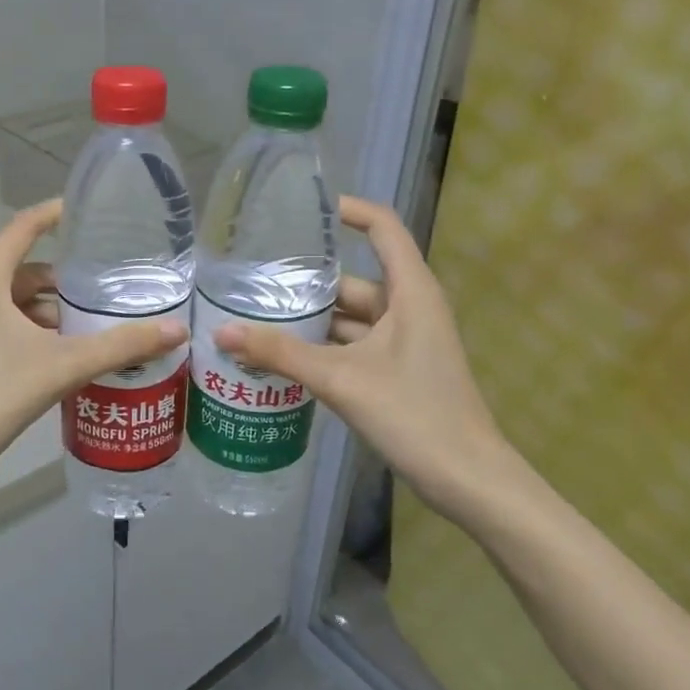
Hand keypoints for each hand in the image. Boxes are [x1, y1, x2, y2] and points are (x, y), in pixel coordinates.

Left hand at [0, 201, 186, 486]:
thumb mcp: (66, 365)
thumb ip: (121, 345)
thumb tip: (177, 329)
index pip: (22, 228)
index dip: (54, 214)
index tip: (86, 211)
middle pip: (23, 268)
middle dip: (62, 275)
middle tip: (103, 282)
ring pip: (15, 300)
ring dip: (50, 306)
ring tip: (91, 321)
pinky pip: (6, 323)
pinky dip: (35, 327)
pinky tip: (64, 351)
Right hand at [213, 196, 534, 520]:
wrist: (468, 481)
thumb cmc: (415, 415)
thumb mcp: (341, 379)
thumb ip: (281, 354)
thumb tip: (222, 333)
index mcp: (410, 291)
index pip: (382, 227)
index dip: (348, 209)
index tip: (301, 209)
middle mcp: (408, 308)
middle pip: (353, 279)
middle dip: (306, 281)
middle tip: (252, 278)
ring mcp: (404, 341)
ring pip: (349, 317)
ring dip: (310, 320)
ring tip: (255, 316)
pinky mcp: (396, 370)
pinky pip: (352, 345)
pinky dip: (321, 347)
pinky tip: (281, 356)